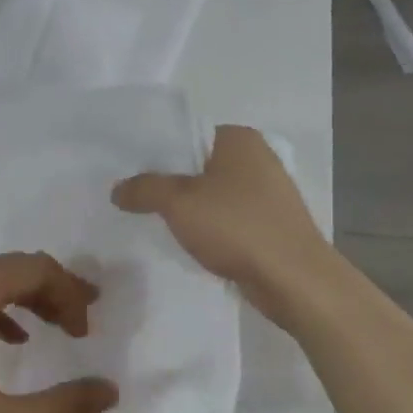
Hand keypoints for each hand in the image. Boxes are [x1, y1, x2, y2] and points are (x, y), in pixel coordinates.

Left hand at [0, 253, 118, 412]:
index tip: (87, 329)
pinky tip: (4, 339)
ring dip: (21, 297)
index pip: (32, 269)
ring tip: (50, 326)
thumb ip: (60, 407)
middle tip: (80, 318)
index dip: (69, 293)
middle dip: (50, 290)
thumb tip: (109, 390)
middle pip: (9, 268)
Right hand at [112, 125, 332, 319]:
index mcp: (238, 139)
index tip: (128, 172)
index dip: (155, 152)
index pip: (187, 134)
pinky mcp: (271, 224)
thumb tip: (117, 189)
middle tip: (133, 198)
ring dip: (188, 209)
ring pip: (213, 194)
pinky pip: (228, 219)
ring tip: (154, 222)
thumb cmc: (237, 227)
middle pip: (198, 165)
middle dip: (169, 183)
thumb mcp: (178, 203)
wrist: (294, 279)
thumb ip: (144, 189)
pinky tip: (189, 244)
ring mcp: (268, 193)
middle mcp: (257, 157)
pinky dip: (209, 228)